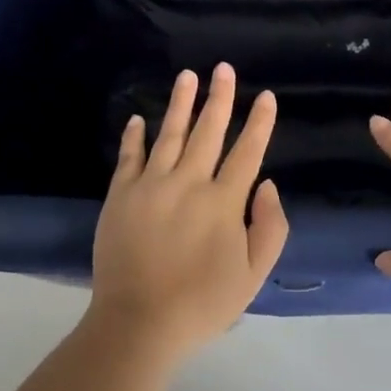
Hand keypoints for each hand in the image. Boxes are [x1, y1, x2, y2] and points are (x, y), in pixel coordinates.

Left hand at [89, 64, 288, 361]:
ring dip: (181, 103)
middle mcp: (188, 183)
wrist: (138, 323)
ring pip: (170, 134)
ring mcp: (151, 185)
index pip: (247, 152)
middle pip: (208, 131)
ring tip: (188, 75)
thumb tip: (267, 185)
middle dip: (220, 97)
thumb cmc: (202, 303)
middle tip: (224, 68)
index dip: (259, 122)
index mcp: (223, 202)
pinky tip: (139, 118)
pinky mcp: (121, 195)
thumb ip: (269, 227)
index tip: (266, 96)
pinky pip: (129, 157)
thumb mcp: (253, 275)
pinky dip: (135, 136)